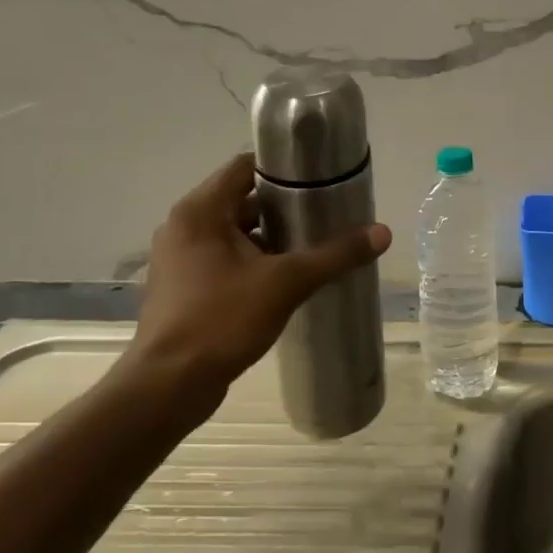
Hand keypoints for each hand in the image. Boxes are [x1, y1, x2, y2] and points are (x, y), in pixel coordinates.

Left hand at [125, 154, 391, 416]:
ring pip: (235, 232)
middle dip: (285, 206)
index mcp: (199, 211)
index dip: (284, 168)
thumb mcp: (287, 282)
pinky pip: (225, 259)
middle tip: (327, 213)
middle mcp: (184, 227)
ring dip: (272, 236)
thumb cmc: (222, 320)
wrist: (169, 386)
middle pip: (242, 199)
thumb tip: (383, 232)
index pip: (245, 166)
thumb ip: (335, 254)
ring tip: (314, 244)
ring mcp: (180, 259)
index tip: (321, 177)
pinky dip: (254, 260)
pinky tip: (287, 278)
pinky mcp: (183, 287)